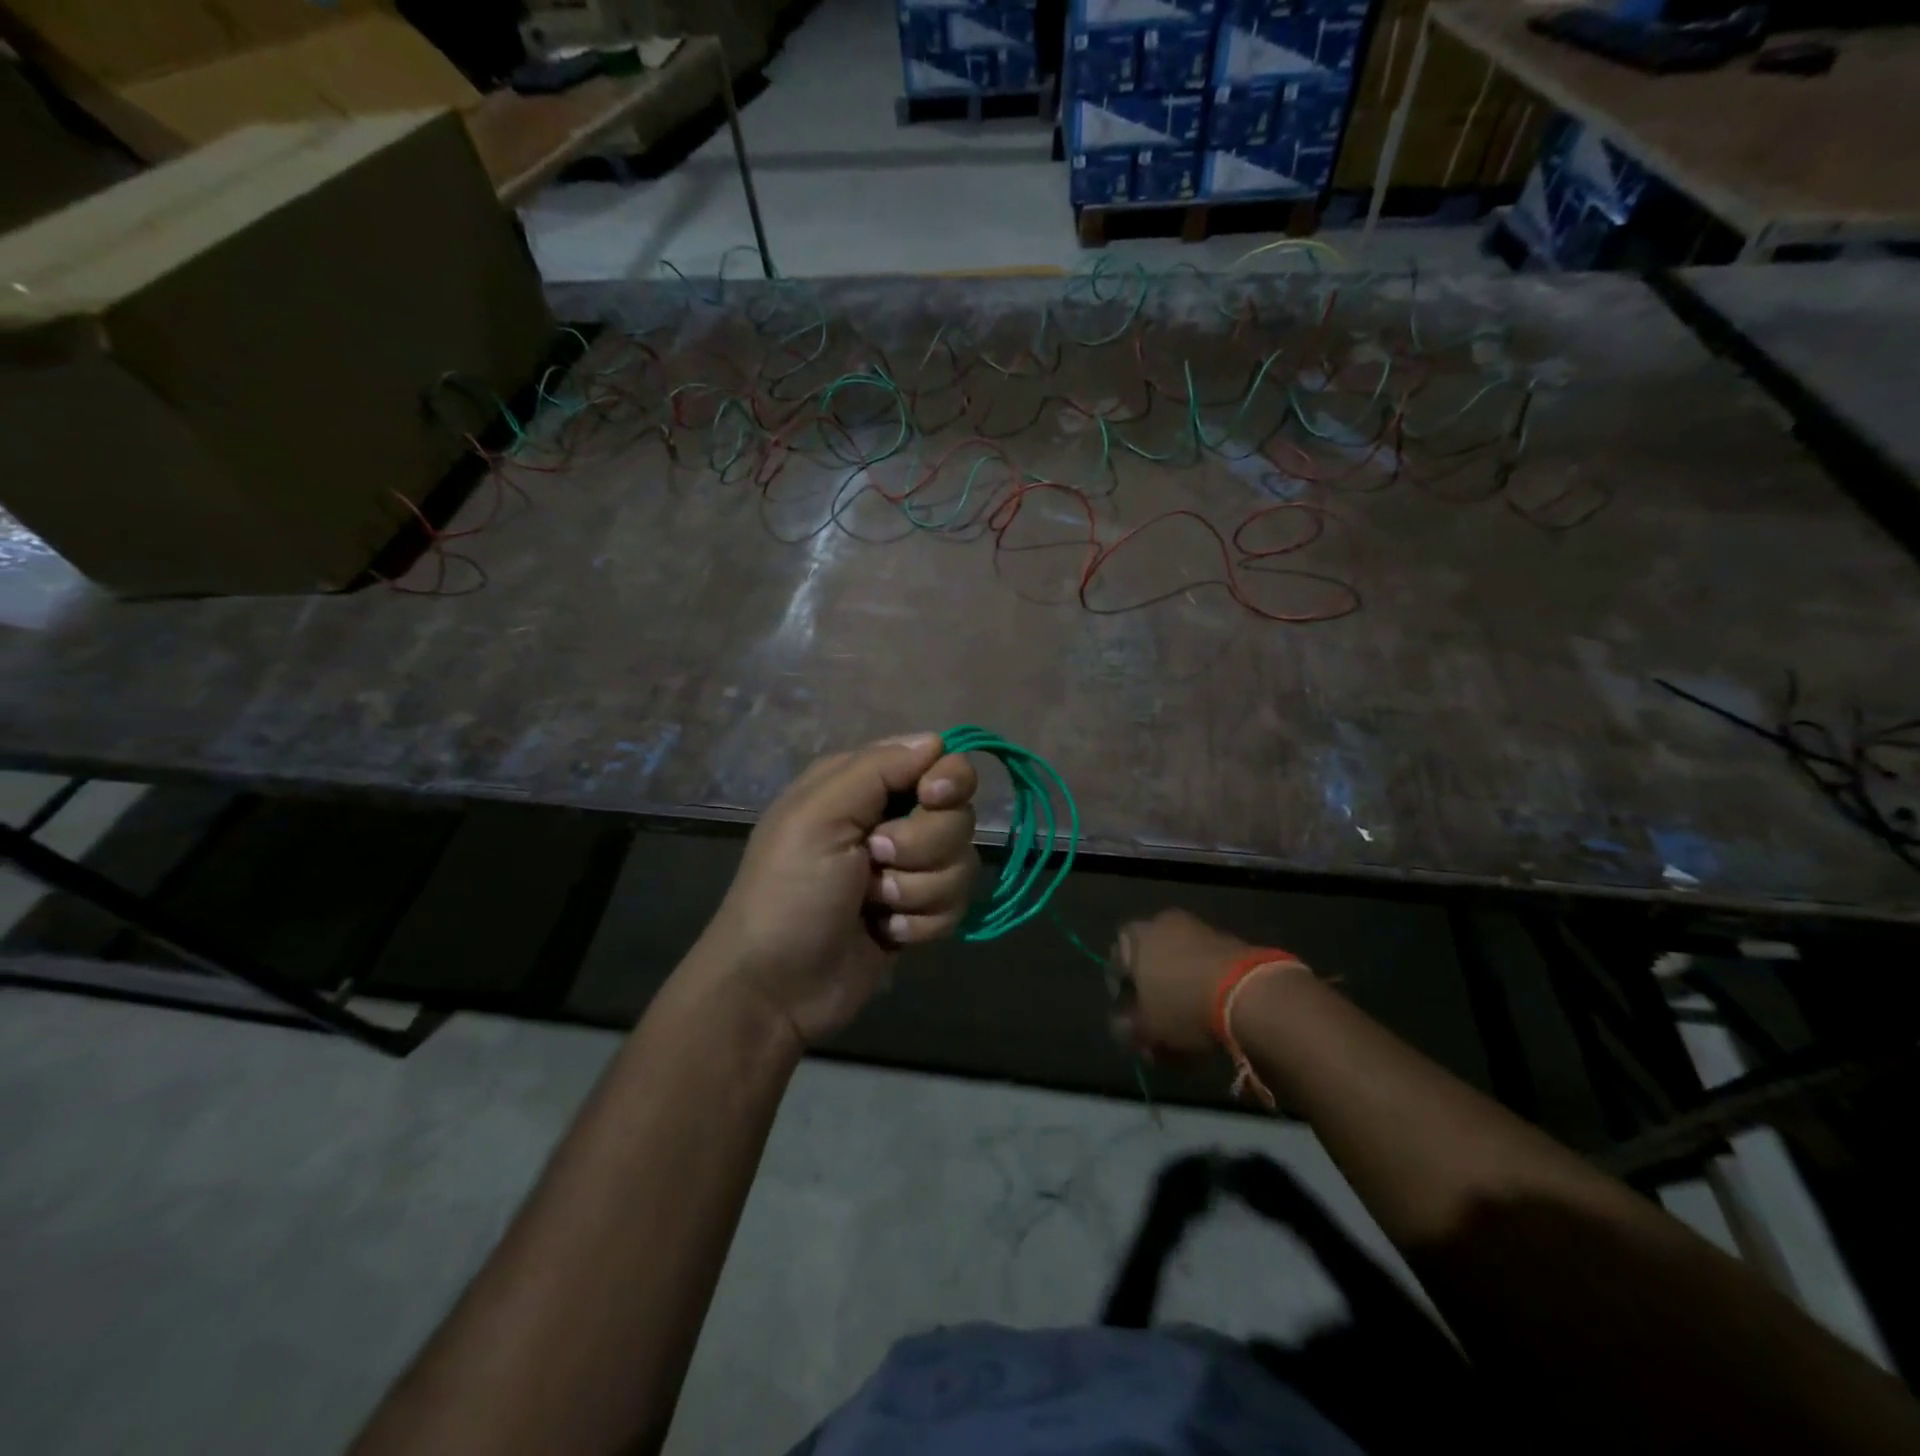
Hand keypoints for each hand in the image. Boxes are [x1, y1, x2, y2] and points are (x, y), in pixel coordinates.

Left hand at [700, 733, 978, 1046]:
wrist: (776, 987)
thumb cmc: (788, 892)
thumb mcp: (818, 817)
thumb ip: (877, 770)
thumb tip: (936, 741)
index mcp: (862, 785)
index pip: (936, 759)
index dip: (945, 779)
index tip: (930, 798)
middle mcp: (891, 819)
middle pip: (957, 814)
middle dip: (923, 845)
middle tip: (876, 861)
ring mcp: (908, 869)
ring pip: (962, 862)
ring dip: (918, 889)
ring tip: (874, 905)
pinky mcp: (919, 911)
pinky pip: (956, 905)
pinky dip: (922, 922)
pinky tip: (886, 932)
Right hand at [1111, 909, 1252, 1057]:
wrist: (1247, 992)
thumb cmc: (1183, 1005)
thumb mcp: (1148, 1028)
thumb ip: (1129, 1028)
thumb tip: (1123, 1027)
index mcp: (1135, 937)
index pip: (1115, 961)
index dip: (1120, 991)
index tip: (1130, 1015)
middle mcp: (1162, 924)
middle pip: (1148, 959)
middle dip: (1151, 989)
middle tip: (1157, 1018)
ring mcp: (1196, 928)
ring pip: (1177, 961)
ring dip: (1177, 986)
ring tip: (1186, 1019)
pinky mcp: (1227, 939)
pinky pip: (1203, 963)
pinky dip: (1201, 982)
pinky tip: (1208, 1009)